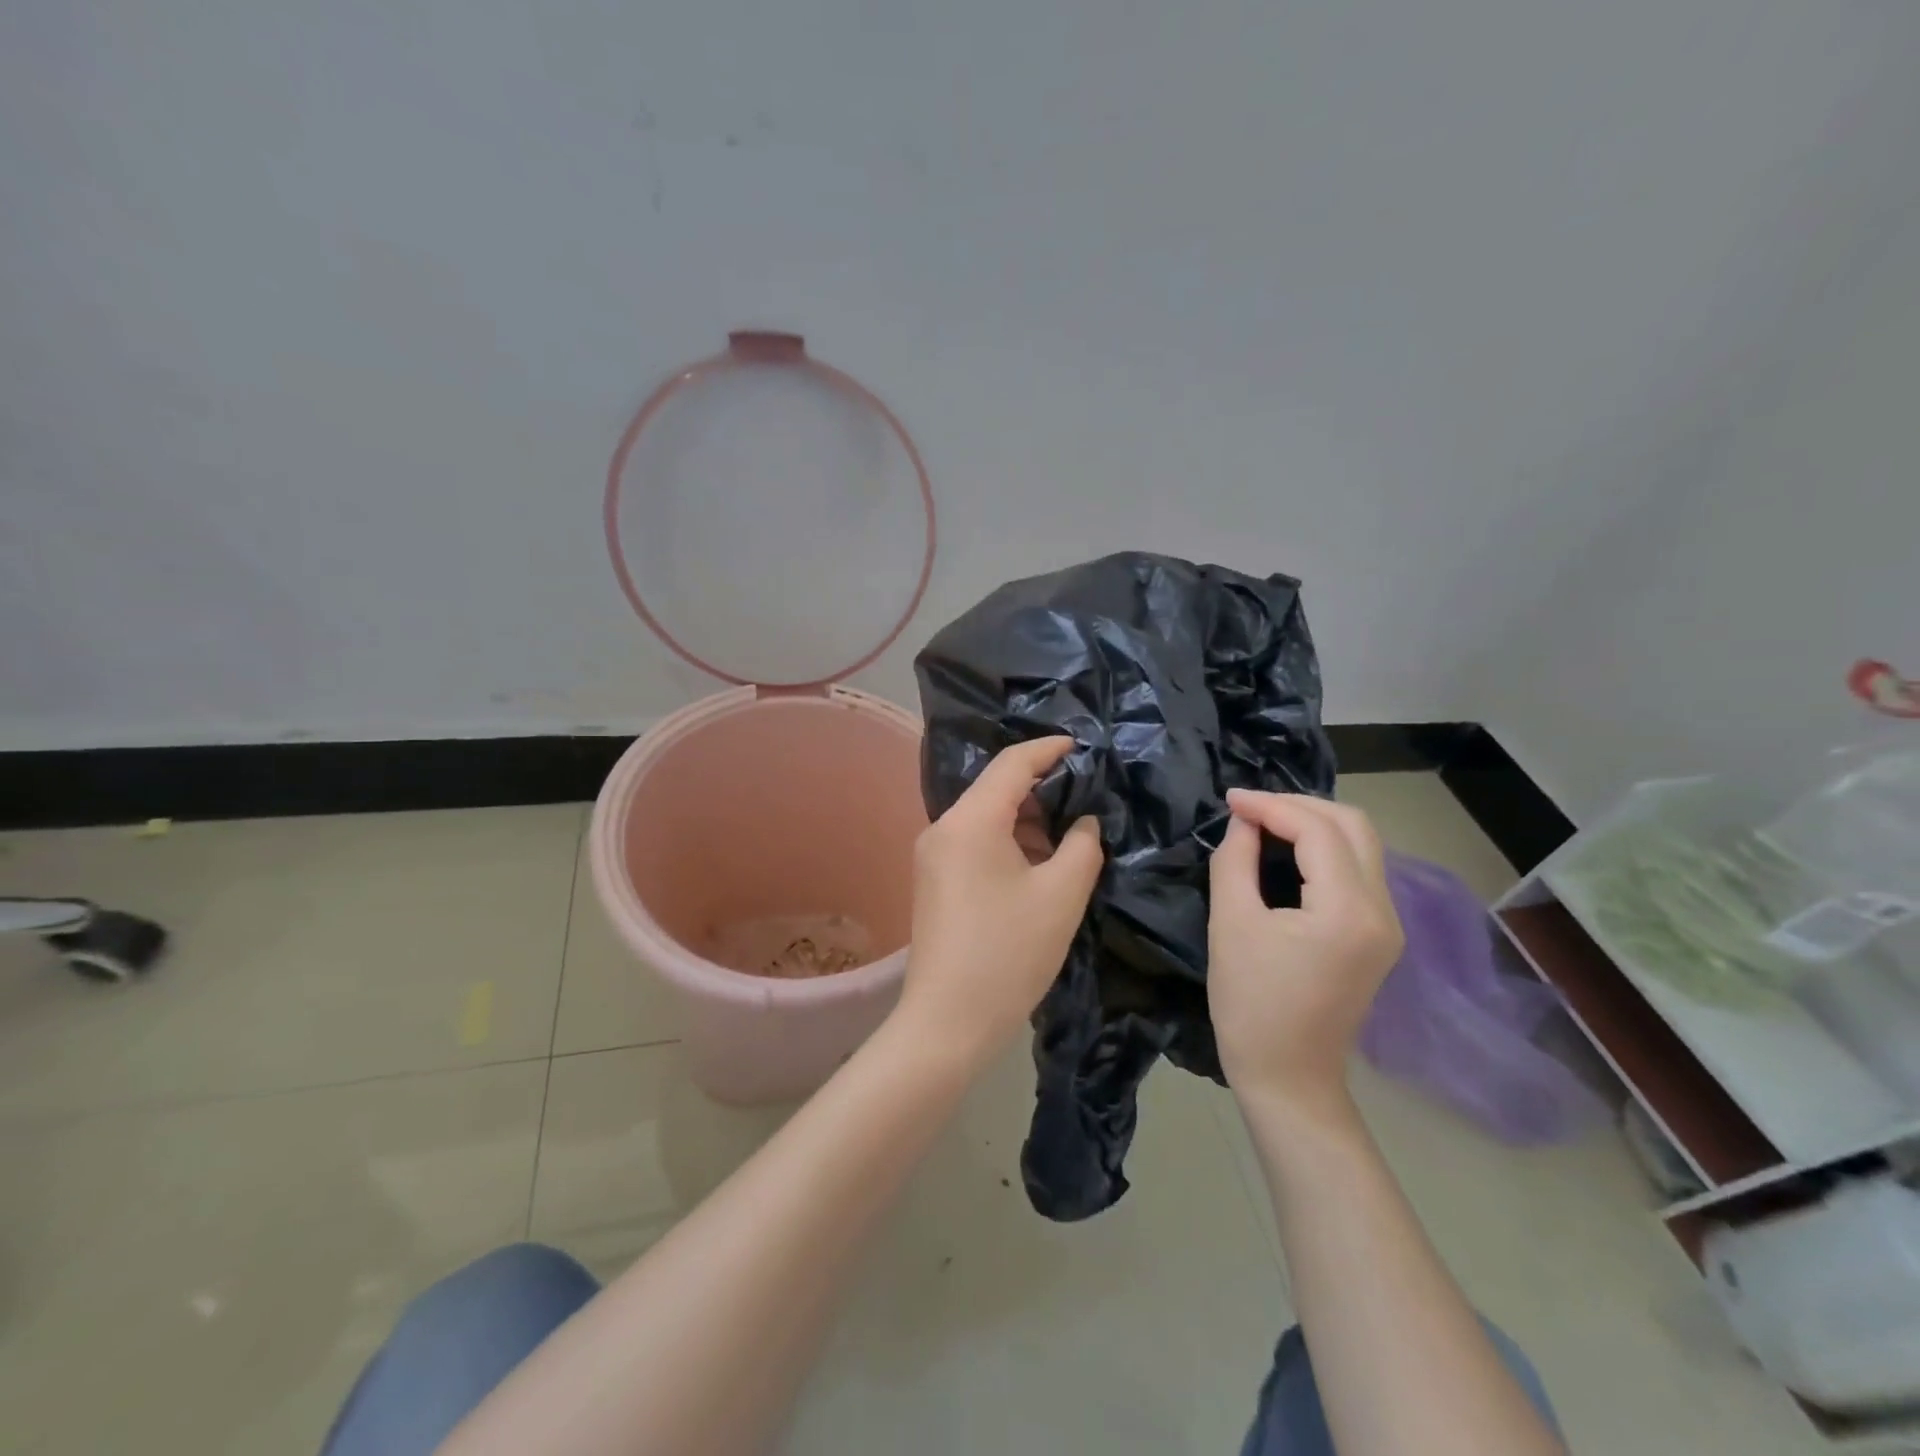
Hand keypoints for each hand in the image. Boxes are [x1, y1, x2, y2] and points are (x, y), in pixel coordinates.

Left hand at [896, 738, 1103, 1065]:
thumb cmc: (1008, 953)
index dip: (1050, 749)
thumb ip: (1083, 844)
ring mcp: (933, 854)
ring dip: (1028, 818)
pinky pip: (976, 842)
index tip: (1085, 746)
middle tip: (1089, 795)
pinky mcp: (934, 879)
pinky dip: (1009, 841)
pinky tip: (1040, 860)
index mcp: (969, 821)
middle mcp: (943, 827)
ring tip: (1072, 831)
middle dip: (1044, 788)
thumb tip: (1084, 820)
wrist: (947, 1022)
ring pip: (987, 817)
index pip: (1012, 764)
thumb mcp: (1061, 895)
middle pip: (996, 788)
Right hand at [1207, 791, 1403, 1110]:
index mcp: (1349, 910)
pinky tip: (1287, 852)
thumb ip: (1235, 860)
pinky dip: (1323, 849)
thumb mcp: (1231, 923)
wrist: (1288, 1076)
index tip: (1229, 799)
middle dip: (1299, 805)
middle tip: (1250, 808)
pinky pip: (1357, 871)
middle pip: (1354, 826)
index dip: (1271, 805)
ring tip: (1264, 823)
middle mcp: (1382, 910)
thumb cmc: (1251, 1003)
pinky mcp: (1378, 936)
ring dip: (1314, 824)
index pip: (1318, 830)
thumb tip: (1243, 822)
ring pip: (1361, 845)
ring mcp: (1387, 924)